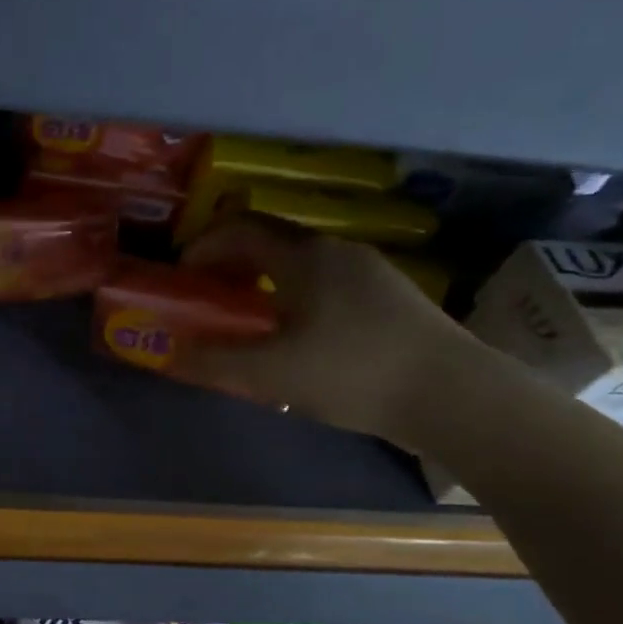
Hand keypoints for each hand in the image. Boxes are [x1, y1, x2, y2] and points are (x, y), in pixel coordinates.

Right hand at [174, 216, 475, 443]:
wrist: (452, 394)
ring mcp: (369, 273)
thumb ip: (214, 360)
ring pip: (300, 264)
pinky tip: (295, 337)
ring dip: (263, 282)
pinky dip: (293, 296)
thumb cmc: (353, 372)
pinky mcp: (389, 299)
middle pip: (270, 241)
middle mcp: (337, 251)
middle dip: (230, 264)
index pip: (240, 229)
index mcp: (305, 256)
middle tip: (207, 298)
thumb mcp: (270, 373)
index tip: (181, 276)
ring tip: (246, 320)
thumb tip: (170, 351)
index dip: (203, 247)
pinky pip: (325, 284)